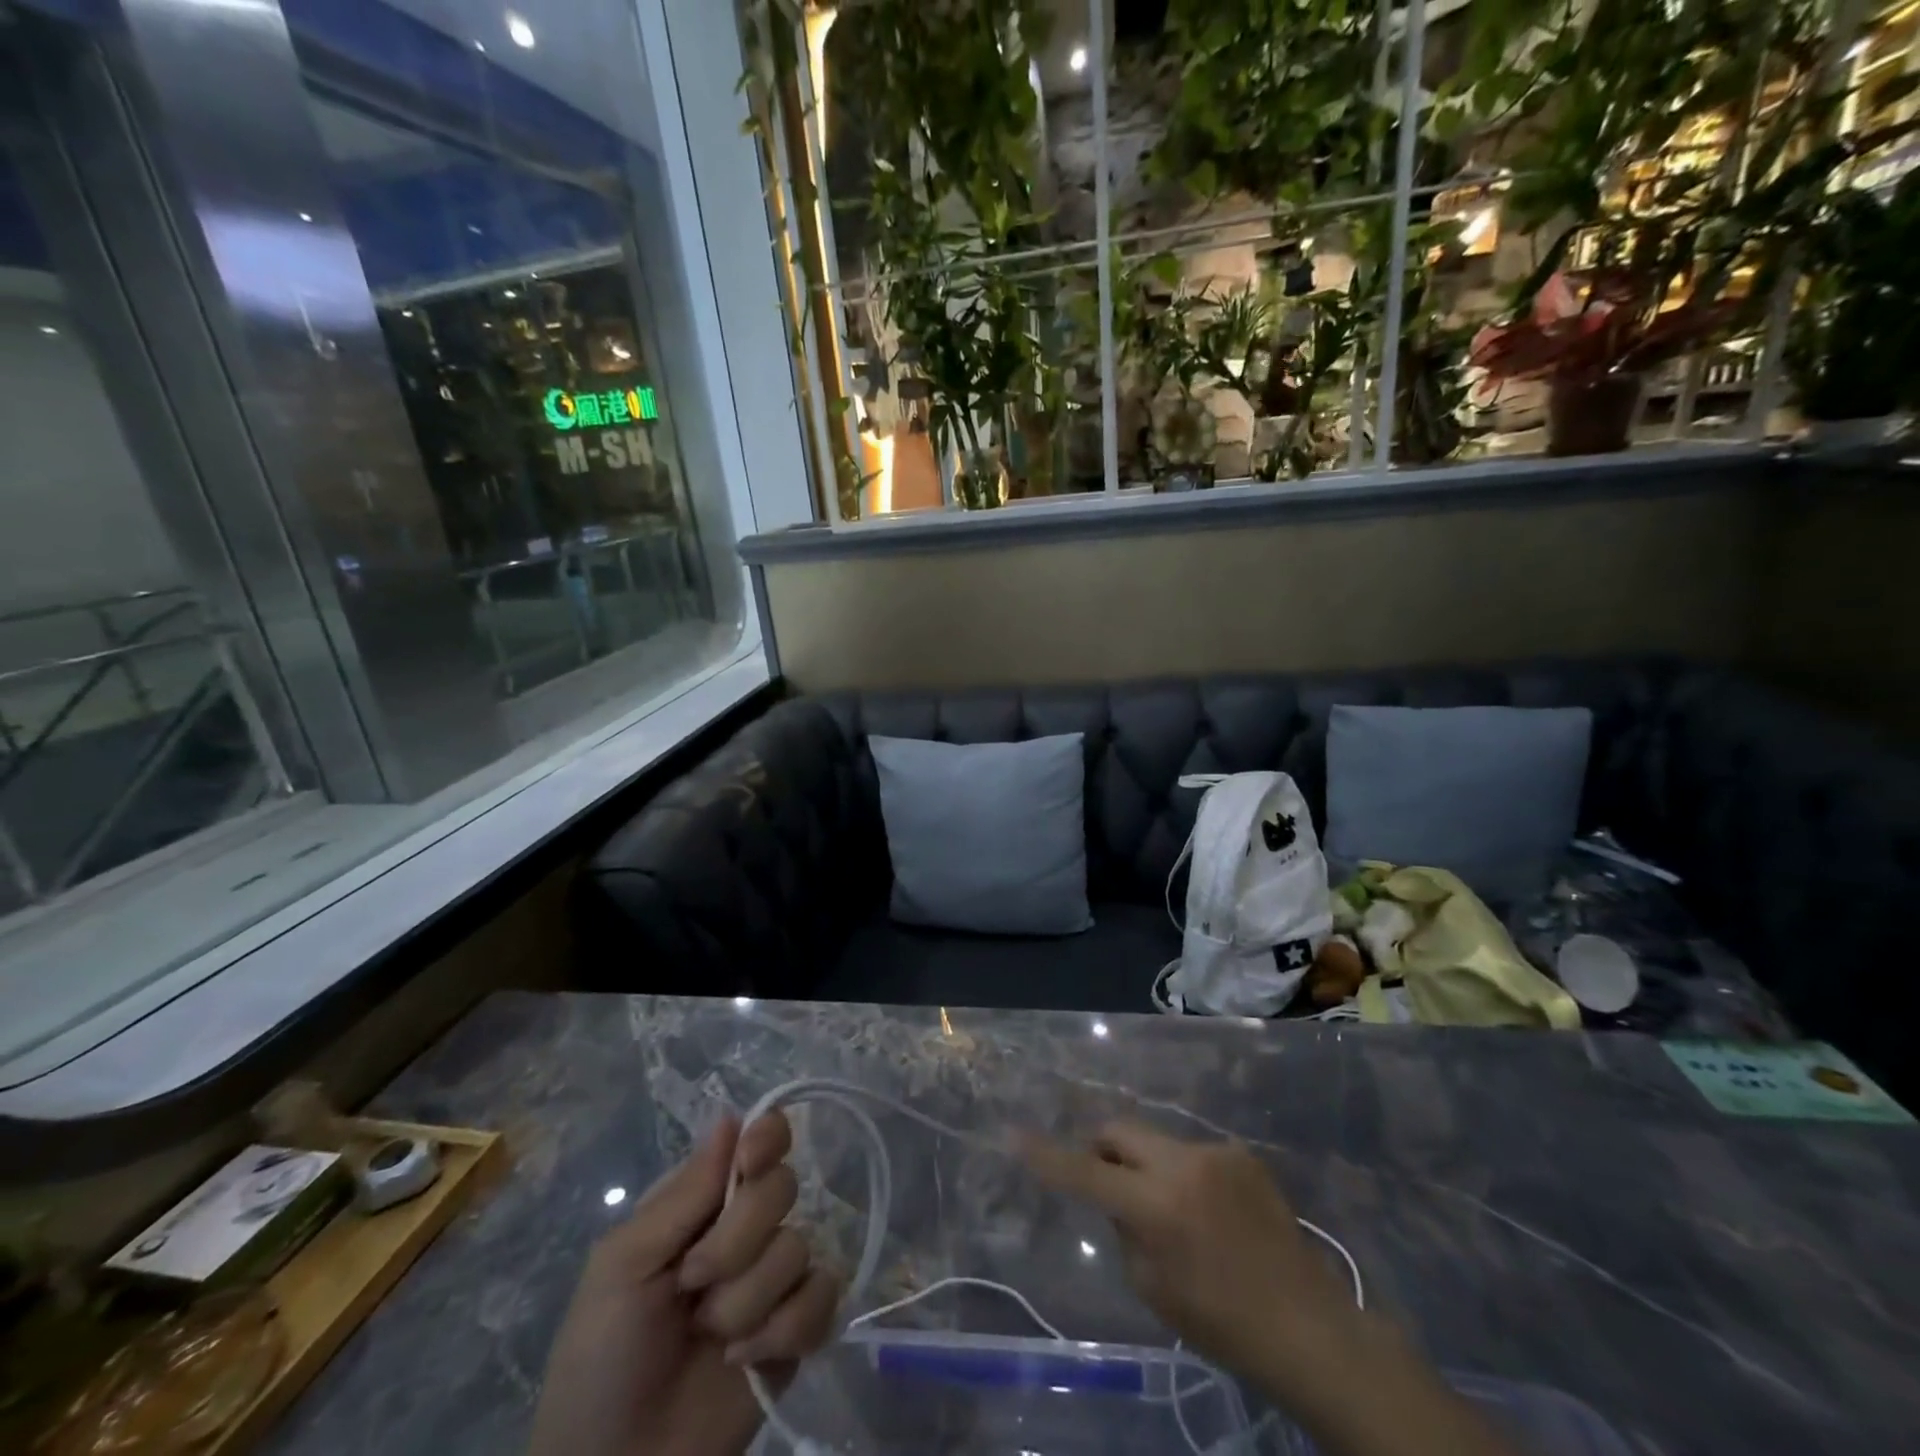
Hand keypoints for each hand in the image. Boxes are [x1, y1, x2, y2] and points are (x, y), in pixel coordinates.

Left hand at [529, 1112, 841, 1455]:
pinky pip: (823, 1295)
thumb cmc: (601, 1360)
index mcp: (703, 1204)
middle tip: (692, 1284)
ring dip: (747, 1300)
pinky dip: (785, 1329)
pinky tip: (747, 1359)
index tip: (752, 1160)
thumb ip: (683, 1193)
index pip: (758, 1141)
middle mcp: (744, 1229)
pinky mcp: (799, 1329)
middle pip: (781, 1188)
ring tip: (710, 1338)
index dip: (767, 1138)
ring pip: (798, 1246)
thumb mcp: (622, 1266)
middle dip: (737, 1242)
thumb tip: (731, 1114)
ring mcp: (774, 1279)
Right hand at [1018, 1121, 1354, 1375]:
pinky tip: (1211, 1213)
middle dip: (1103, 1149)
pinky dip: (1184, 1175)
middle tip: (1108, 1182)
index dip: (1048, 1156)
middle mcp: (1182, 1164)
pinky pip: (1192, 1154)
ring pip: (1156, 1142)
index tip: (1015, 1135)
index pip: (1086, 1173)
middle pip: (1119, 1130)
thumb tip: (1115, 1194)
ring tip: (1175, 1213)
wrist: (1308, 1326)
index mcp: (1156, 1206)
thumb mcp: (1152, 1287)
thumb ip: (1123, 1228)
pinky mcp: (1241, 1153)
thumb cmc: (1222, 1323)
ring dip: (1148, 1166)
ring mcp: (1215, 1152)